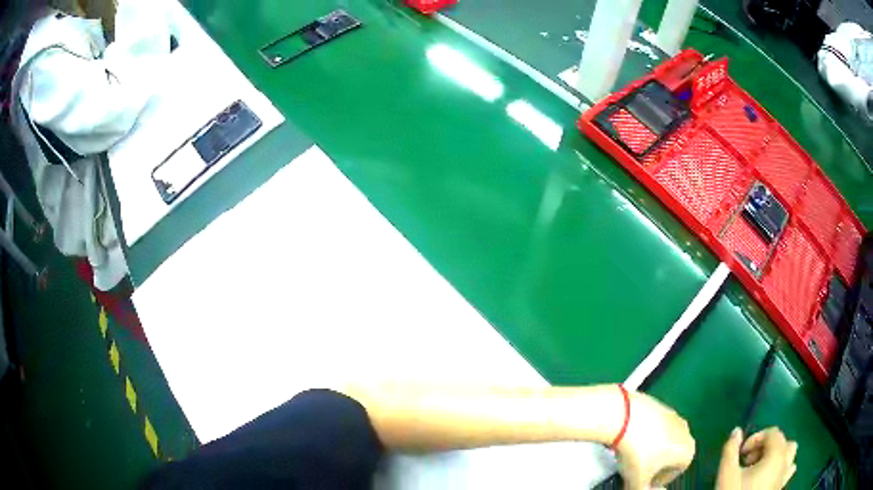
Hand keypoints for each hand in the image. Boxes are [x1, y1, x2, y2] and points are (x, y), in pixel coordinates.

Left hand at [615, 391, 695, 489]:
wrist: (624, 418)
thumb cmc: (637, 451)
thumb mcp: (637, 482)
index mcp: (687, 450)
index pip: (674, 473)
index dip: (657, 481)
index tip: (642, 483)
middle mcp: (685, 431)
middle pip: (669, 456)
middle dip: (653, 466)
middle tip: (635, 472)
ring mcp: (673, 416)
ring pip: (661, 441)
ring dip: (648, 450)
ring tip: (629, 457)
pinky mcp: (659, 406)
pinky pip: (652, 427)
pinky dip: (643, 435)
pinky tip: (628, 441)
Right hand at [716, 427, 796, 489]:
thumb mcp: (727, 474)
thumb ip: (730, 450)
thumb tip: (736, 431)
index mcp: (777, 454)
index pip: (772, 433)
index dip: (756, 438)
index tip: (740, 453)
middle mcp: (785, 462)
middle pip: (783, 442)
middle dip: (766, 447)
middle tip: (748, 462)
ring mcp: (784, 477)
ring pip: (789, 457)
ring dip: (777, 457)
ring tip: (759, 469)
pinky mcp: (780, 489)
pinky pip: (787, 471)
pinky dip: (780, 470)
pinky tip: (766, 480)